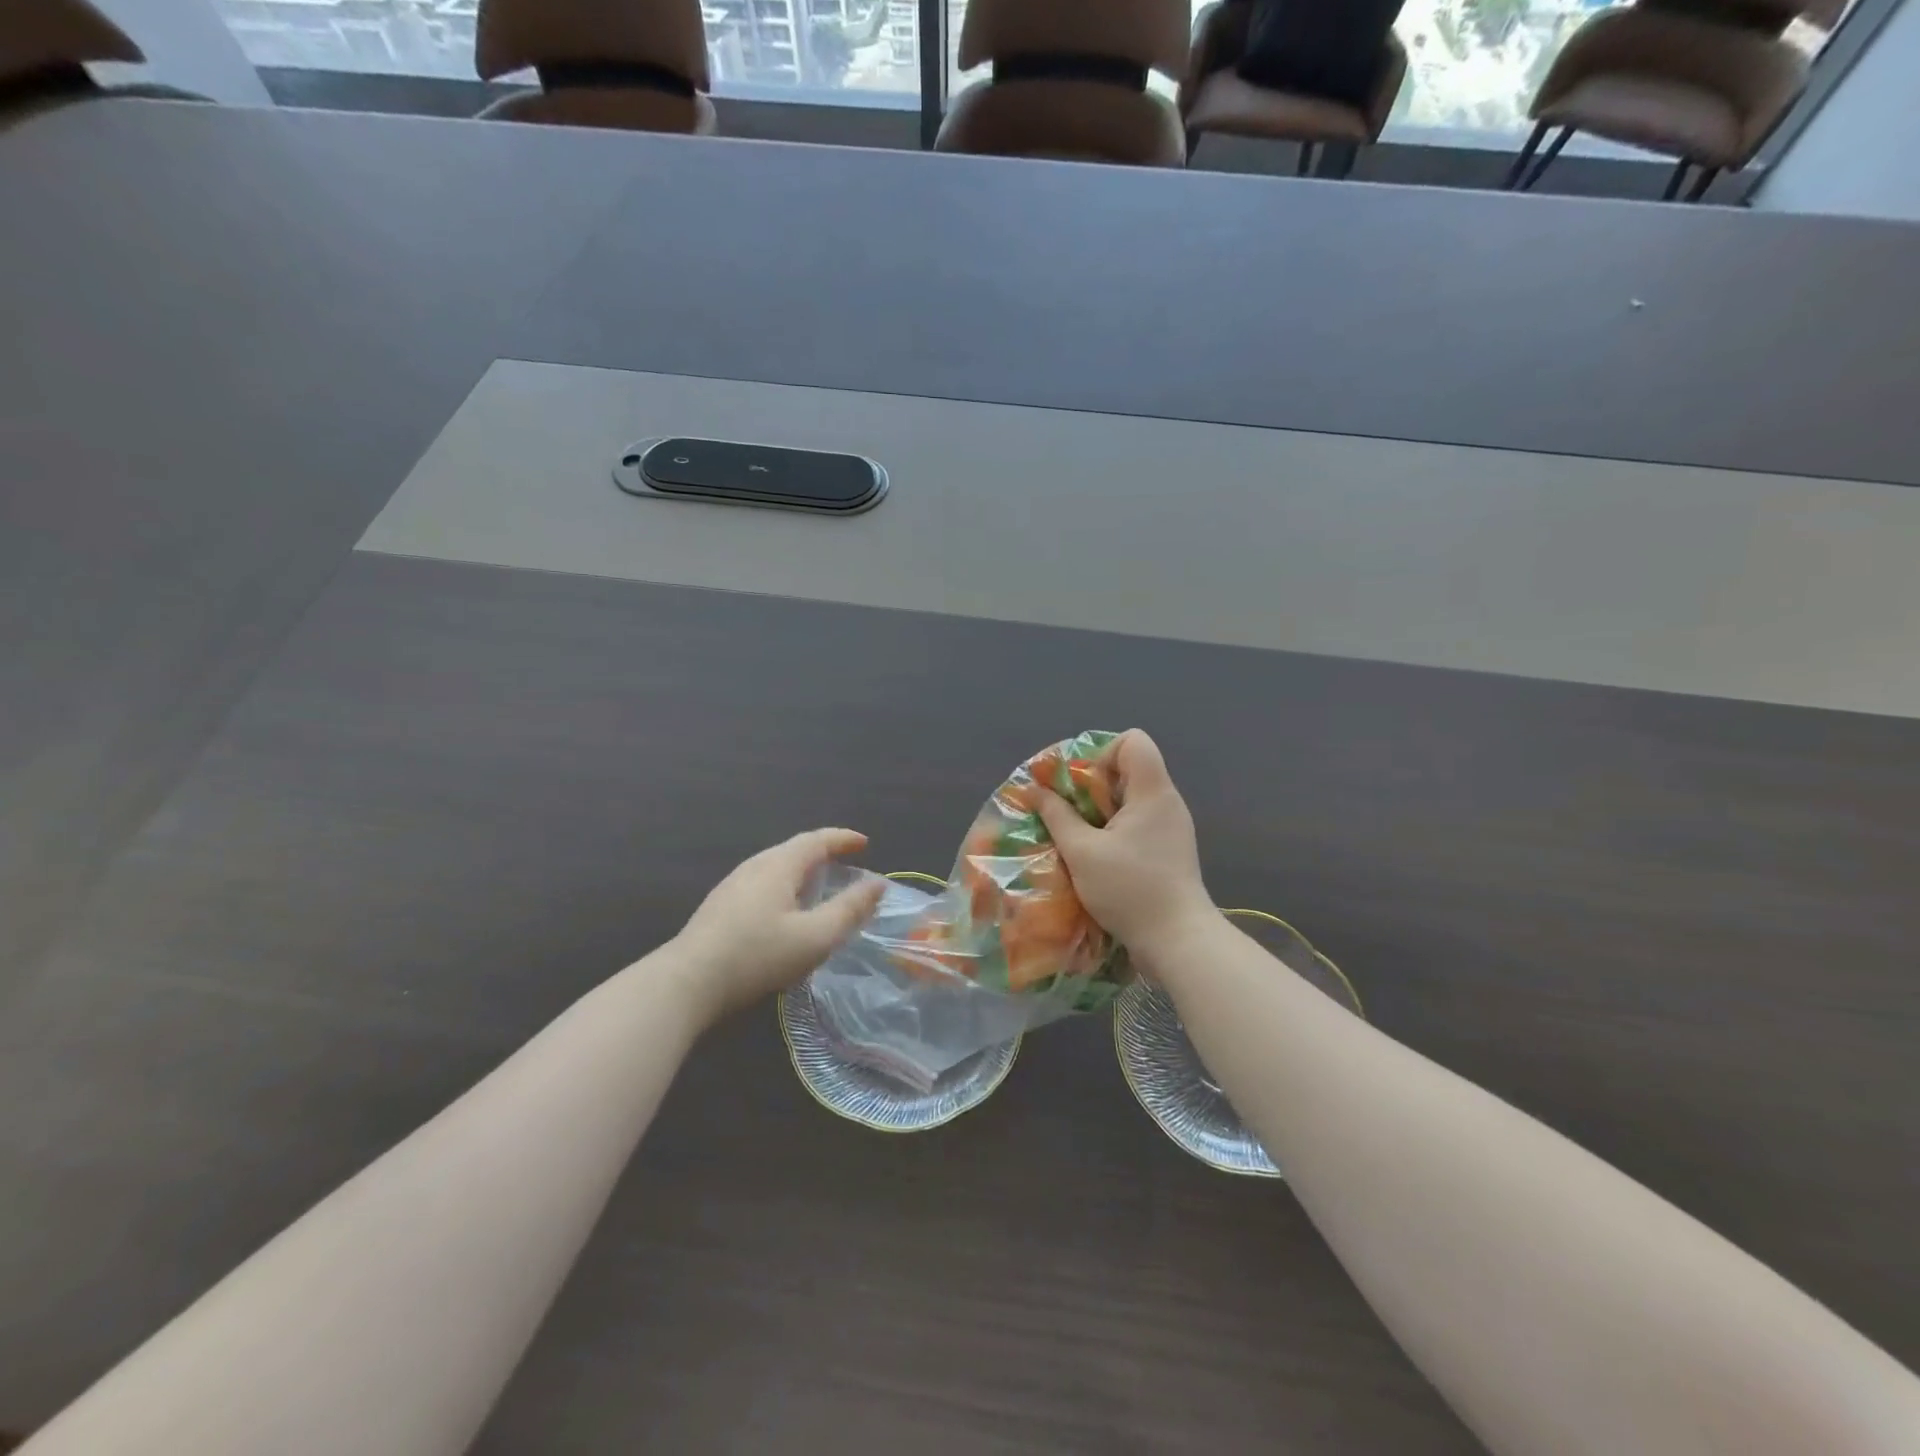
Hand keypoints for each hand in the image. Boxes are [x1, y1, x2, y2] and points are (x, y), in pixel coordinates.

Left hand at [668, 828, 883, 1025]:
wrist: (686, 983)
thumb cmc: (757, 956)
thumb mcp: (815, 937)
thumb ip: (849, 909)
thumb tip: (877, 884)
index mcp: (779, 865)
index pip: (817, 840)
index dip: (843, 839)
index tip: (865, 844)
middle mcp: (754, 866)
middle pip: (795, 849)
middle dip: (824, 853)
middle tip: (847, 865)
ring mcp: (732, 885)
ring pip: (776, 867)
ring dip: (803, 871)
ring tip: (820, 887)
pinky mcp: (720, 907)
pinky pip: (763, 884)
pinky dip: (786, 887)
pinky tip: (785, 912)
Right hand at [1036, 731, 1214, 957]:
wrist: (1178, 941)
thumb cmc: (1130, 889)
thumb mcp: (1082, 852)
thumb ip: (1057, 815)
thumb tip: (1034, 789)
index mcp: (1153, 792)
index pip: (1133, 740)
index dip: (1102, 753)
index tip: (1081, 785)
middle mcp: (1167, 802)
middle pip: (1128, 769)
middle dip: (1093, 785)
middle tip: (1068, 812)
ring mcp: (1172, 828)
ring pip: (1131, 799)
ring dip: (1100, 811)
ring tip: (1077, 836)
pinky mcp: (1170, 851)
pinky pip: (1138, 823)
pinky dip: (1114, 830)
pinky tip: (1096, 857)